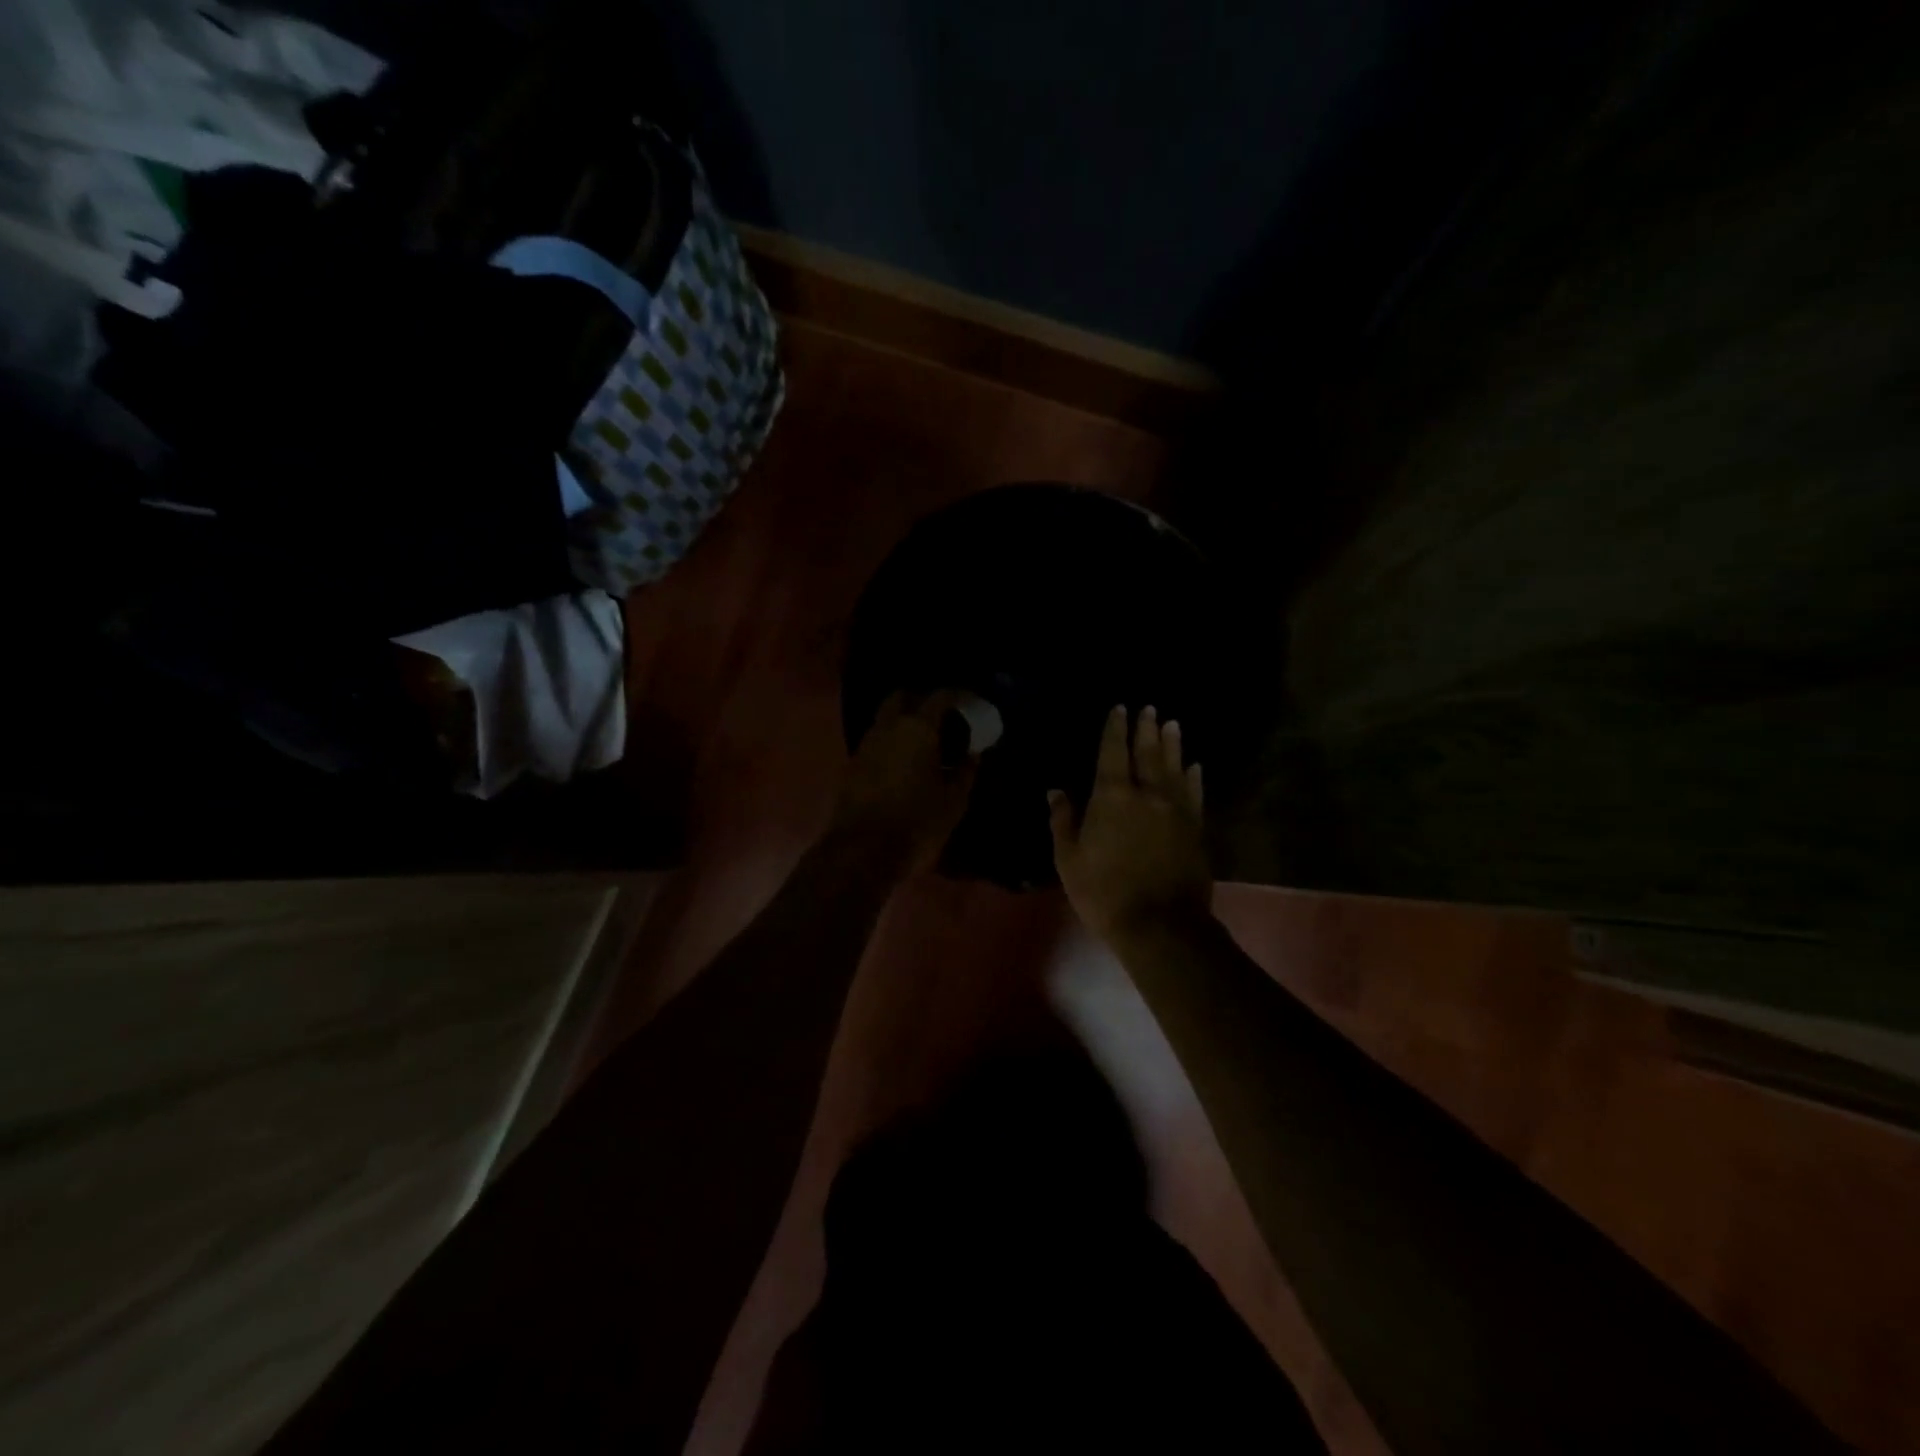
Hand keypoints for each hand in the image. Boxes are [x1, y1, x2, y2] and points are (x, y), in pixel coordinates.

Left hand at [831, 690, 979, 873]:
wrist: (862, 850)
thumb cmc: (917, 823)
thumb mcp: (954, 801)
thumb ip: (965, 771)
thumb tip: (972, 754)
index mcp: (918, 729)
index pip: (940, 696)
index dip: (957, 695)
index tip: (969, 702)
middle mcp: (888, 727)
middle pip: (902, 697)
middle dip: (920, 700)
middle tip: (939, 717)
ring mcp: (865, 745)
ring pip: (884, 719)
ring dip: (901, 723)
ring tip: (921, 743)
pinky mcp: (851, 765)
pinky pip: (874, 742)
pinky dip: (889, 744)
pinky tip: (901, 764)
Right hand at [1050, 705, 1211, 945]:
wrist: (1159, 925)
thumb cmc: (1103, 892)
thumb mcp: (1068, 859)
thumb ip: (1063, 820)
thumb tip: (1056, 791)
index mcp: (1112, 797)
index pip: (1113, 752)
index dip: (1115, 729)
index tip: (1120, 708)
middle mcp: (1147, 794)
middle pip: (1148, 753)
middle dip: (1146, 729)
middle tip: (1149, 708)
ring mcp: (1175, 810)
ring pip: (1174, 768)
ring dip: (1173, 744)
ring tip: (1172, 724)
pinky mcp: (1195, 829)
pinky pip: (1194, 794)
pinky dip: (1194, 777)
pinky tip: (1195, 766)